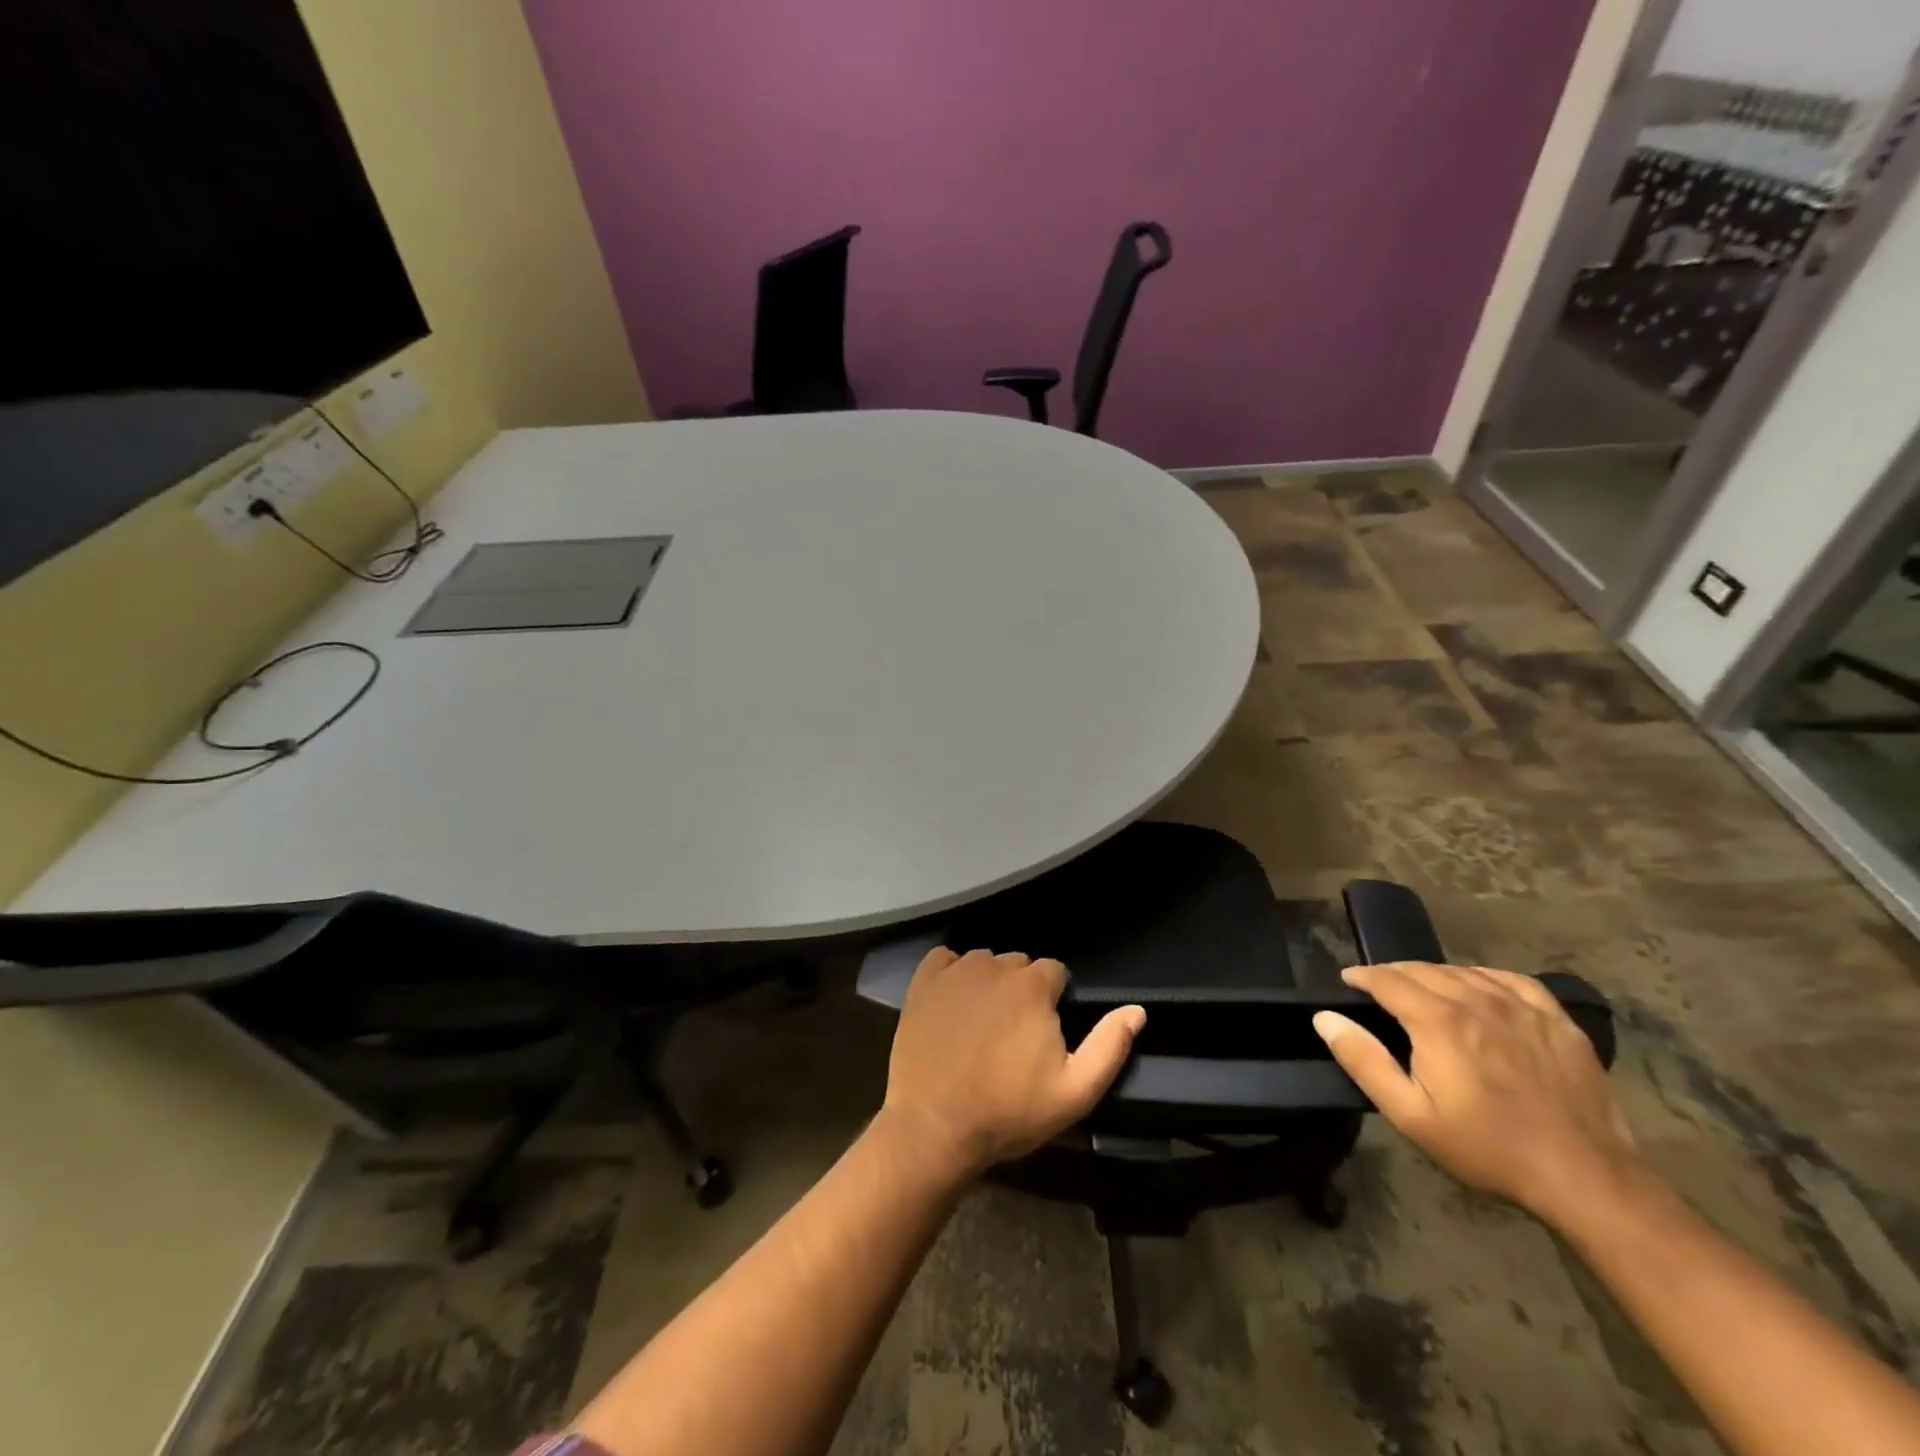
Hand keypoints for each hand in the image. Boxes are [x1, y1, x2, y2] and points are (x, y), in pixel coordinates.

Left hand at [882, 947, 1145, 1177]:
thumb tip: (1137, 1010)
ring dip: (989, 982)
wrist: (934, 1126)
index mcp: (1033, 986)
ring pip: (984, 962)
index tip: (1043, 1032)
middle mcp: (995, 966)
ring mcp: (956, 971)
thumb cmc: (1008, 1112)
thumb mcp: (1074, 1093)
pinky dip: (951, 974)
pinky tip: (951, 1004)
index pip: (1055, 972)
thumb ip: (1109, 1046)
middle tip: (1013, 1034)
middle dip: (1023, 990)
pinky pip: (945, 960)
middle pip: (1019, 965)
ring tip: (982, 1023)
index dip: (1054, 1000)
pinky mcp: (924, 981)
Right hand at [1314, 962, 1640, 1222]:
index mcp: (1438, 1020)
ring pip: (1464, 972)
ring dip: (1435, 974)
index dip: (1362, 976)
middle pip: (1423, 969)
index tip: (1349, 980)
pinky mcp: (1557, 1021)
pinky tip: (1480, 987)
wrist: (1586, 1177)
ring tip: (1423, 988)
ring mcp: (1522, 1008)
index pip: (1387, 979)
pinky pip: (1512, 980)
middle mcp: (1476, 1000)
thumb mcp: (1411, 1115)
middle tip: (1380, 987)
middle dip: (1394, 973)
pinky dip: (1484, 976)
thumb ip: (1364, 1061)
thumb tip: (1325, 1017)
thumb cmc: (1487, 1147)